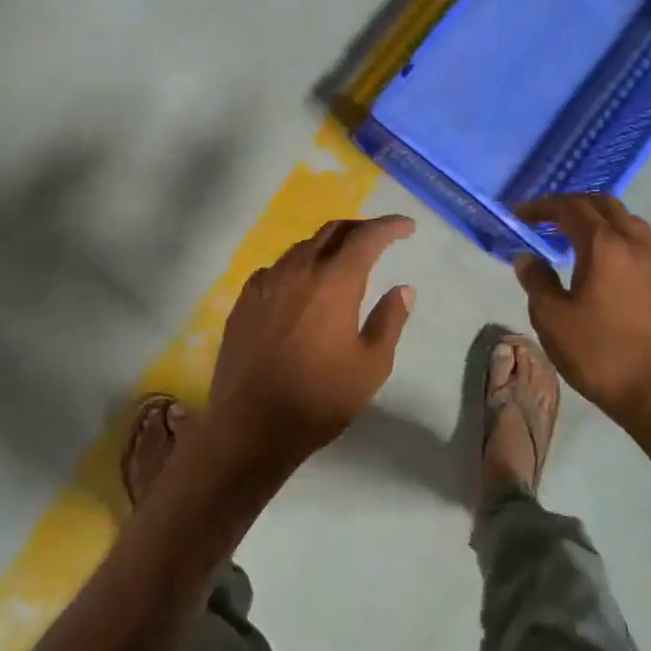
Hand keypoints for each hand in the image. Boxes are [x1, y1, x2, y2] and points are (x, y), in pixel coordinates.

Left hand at [193, 216, 415, 508]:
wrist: (251, 424)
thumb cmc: (320, 398)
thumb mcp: (371, 365)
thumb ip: (389, 320)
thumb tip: (403, 289)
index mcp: (334, 282)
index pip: (366, 237)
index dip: (389, 226)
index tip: (407, 227)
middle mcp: (297, 271)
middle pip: (331, 231)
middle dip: (358, 228)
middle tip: (378, 239)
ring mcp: (265, 283)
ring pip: (300, 248)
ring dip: (326, 247)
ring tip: (341, 262)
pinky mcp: (243, 301)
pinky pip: (275, 270)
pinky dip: (296, 268)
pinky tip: (300, 288)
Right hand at [513, 195, 650, 433]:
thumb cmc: (597, 353)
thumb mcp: (551, 318)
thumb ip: (536, 280)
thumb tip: (527, 257)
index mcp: (603, 247)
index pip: (571, 209)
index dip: (543, 206)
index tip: (520, 213)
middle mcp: (633, 246)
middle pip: (605, 205)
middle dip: (573, 204)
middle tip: (546, 216)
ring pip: (628, 221)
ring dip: (599, 218)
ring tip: (574, 234)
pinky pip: (639, 244)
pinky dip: (615, 238)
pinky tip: (602, 263)